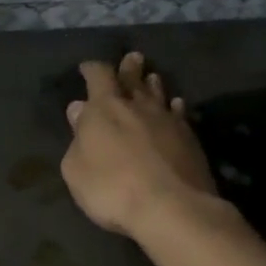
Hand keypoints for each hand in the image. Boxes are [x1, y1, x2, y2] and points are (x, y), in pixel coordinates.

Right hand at [60, 52, 220, 241]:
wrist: (171, 208)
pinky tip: (176, 106)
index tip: (87, 67)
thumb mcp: (76, 168)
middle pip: (133, 78)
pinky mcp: (190, 138)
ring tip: (152, 77)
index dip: (92, 69)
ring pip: (159, 93)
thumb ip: (77, 137)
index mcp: (105, 108)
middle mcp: (137, 106)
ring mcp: (167, 120)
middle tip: (132, 58)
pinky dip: (174, 107)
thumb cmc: (111, 188)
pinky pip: (179, 113)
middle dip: (129, 68)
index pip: (98, 76)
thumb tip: (80, 109)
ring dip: (153, 84)